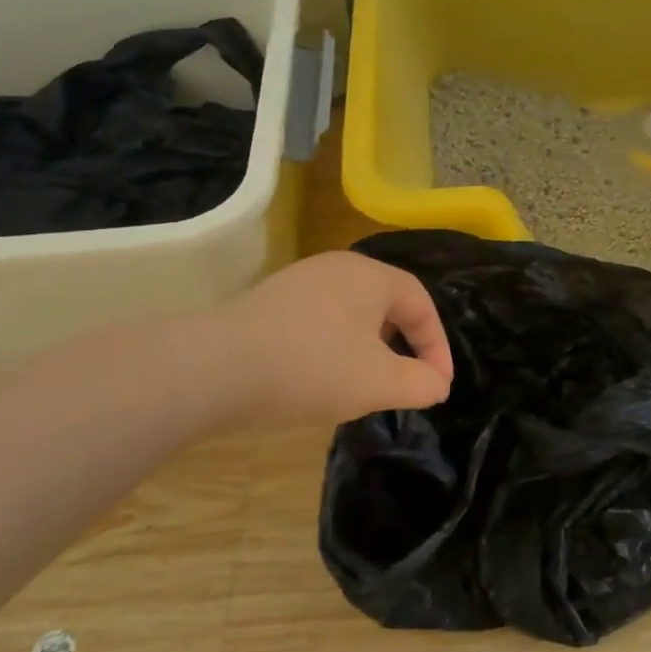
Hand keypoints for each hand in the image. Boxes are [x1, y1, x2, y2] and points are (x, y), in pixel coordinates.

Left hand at [193, 251, 453, 427]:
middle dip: (403, 343)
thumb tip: (436, 384)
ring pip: (351, 312)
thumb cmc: (312, 367)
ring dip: (368, 347)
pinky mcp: (268, 301)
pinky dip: (333, 346)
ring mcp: (299, 281)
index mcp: (372, 276)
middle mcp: (338, 267)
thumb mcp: (380, 383)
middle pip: (386, 303)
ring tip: (364, 381)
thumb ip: (421, 384)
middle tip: (405, 378)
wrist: (212, 368)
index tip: (437, 384)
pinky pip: (319, 320)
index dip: (437, 345)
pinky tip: (319, 376)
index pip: (421, 303)